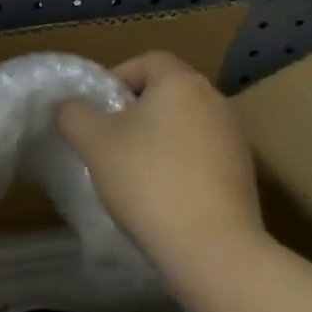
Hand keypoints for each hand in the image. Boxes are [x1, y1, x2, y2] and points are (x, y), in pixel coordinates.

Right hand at [57, 51, 266, 278]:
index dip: (115, 78)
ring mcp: (234, 139)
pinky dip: (178, 165)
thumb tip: (68, 108)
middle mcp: (214, 101)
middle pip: (165, 92)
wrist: (213, 251)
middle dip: (134, 111)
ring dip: (156, 139)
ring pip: (183, 125)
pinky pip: (200, 155)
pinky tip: (161, 195)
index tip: (96, 110)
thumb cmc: (148, 180)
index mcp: (182, 82)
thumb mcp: (93, 142)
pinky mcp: (243, 176)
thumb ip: (73, 114)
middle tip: (107, 139)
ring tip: (131, 170)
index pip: (145, 60)